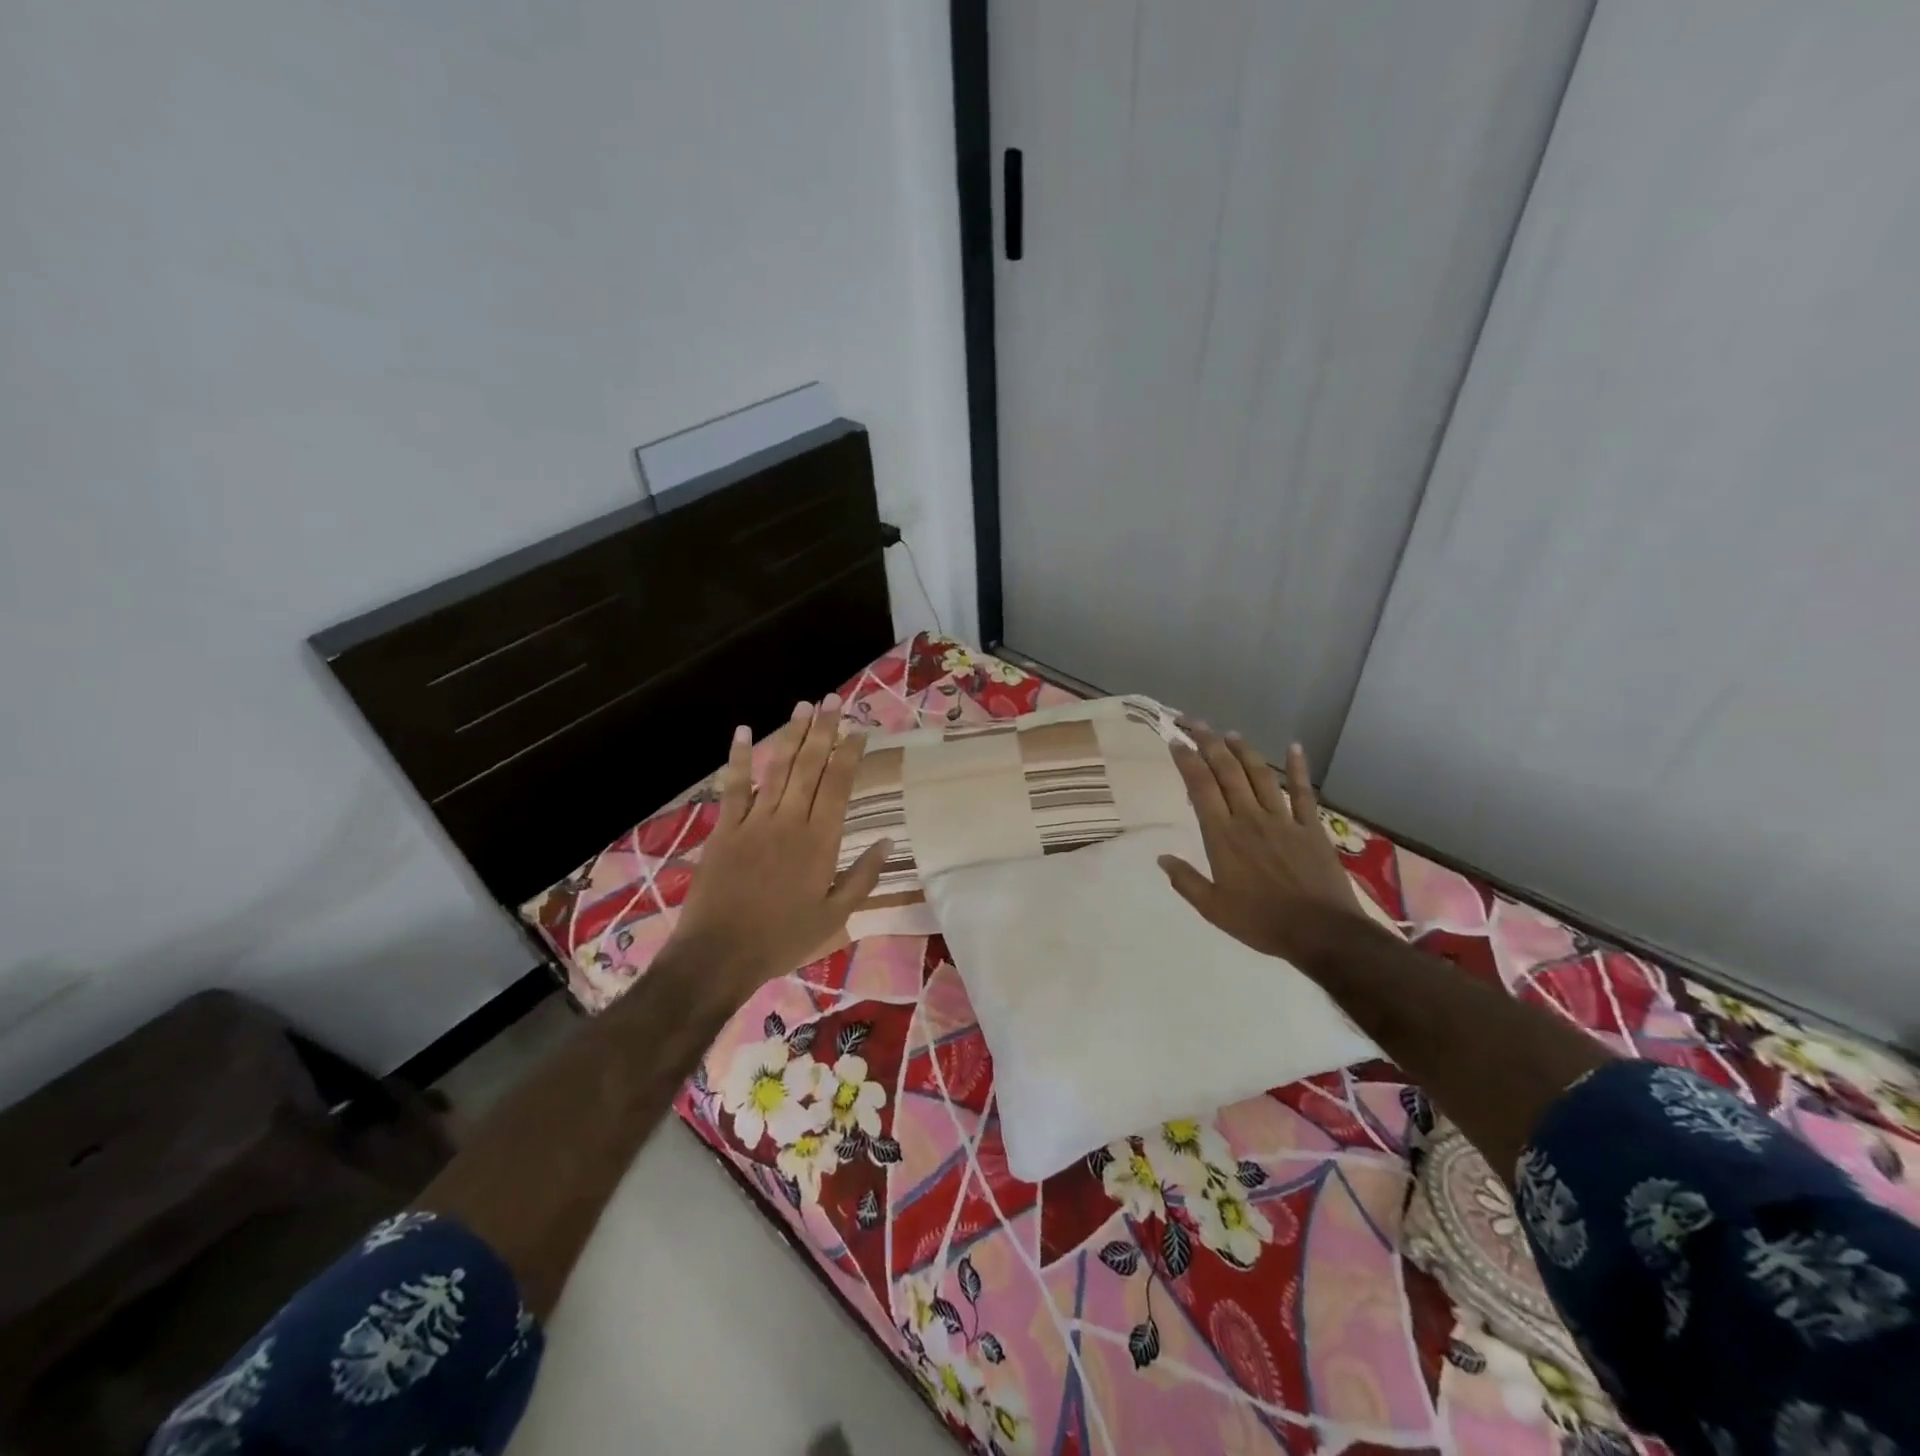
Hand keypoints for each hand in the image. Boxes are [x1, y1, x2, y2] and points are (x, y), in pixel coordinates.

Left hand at [666, 694, 890, 994]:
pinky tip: (743, 732)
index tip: (860, 730)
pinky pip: (733, 787)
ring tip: (804, 706)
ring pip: (777, 768)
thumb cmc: (783, 939)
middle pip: (810, 766)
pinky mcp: (725, 829)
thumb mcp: (834, 916)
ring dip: (791, 735)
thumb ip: (862, 877)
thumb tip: (887, 841)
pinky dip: (738, 758)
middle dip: (823, 731)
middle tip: (833, 701)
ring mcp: (754, 821)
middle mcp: (789, 821)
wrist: (720, 954)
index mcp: (820, 841)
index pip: (838, 785)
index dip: (850, 754)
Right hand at [1158, 724, 1368, 966]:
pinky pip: (1303, 792)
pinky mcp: (1311, 827)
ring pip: (1260, 776)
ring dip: (1244, 751)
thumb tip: (1162, 859)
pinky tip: (1294, 747)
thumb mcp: (1213, 908)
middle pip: (1227, 772)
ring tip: (1230, 734)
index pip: (1200, 788)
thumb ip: (1186, 881)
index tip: (1175, 742)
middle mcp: (1250, 819)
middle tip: (1195, 723)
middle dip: (1209, 744)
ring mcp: (1283, 820)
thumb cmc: (1261, 922)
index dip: (1187, 761)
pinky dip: (1298, 768)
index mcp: (1223, 837)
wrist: (1321, 932)